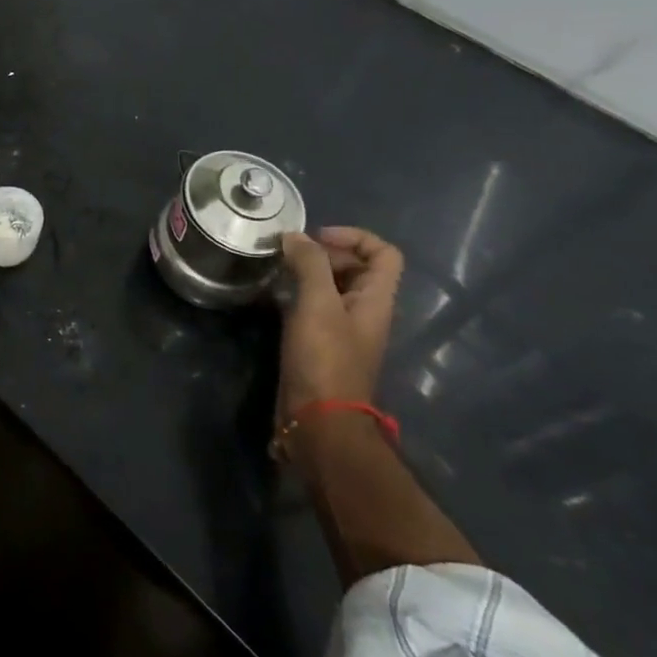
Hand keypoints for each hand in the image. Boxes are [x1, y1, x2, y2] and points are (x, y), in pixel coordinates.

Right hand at [277, 226, 403, 414]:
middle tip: (290, 253)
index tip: (316, 238)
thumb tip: (294, 236)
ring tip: (277, 270)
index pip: (384, 254)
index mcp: (376, 300)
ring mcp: (342, 330)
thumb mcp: (318, 304)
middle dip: (325, 252)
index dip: (354, 237)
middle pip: (356, 267)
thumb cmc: (324, 359)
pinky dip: (296, 294)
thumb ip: (310, 264)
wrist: (318, 420)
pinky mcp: (320, 344)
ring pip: (332, 287)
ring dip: (308, 273)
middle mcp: (364, 311)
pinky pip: (313, 307)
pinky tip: (272, 297)